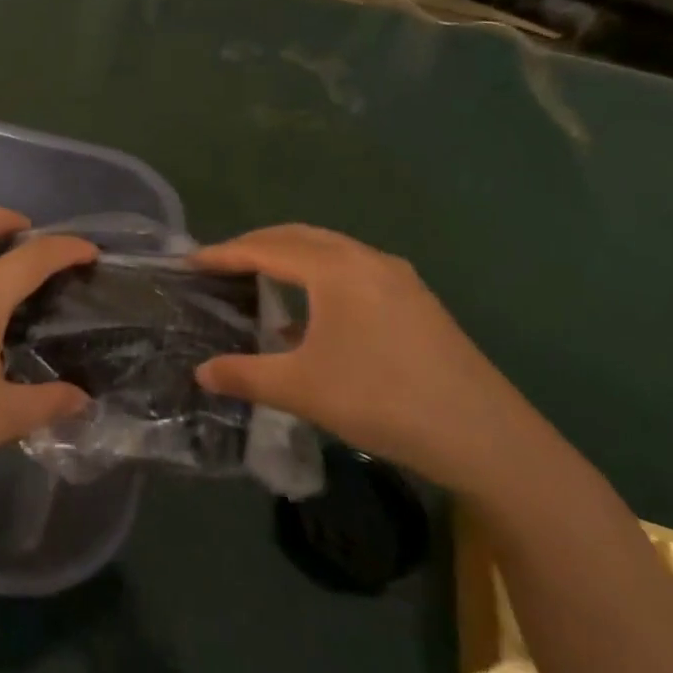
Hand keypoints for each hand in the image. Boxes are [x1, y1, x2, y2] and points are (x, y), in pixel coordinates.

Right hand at [191, 224, 556, 499]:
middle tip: (219, 265)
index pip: (266, 248)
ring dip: (289, 257)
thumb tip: (201, 372)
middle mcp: (367, 260)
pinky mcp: (415, 300)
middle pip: (298, 237)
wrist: (484, 435)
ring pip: (329, 251)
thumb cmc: (382, 400)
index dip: (224, 254)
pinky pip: (352, 270)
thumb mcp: (301, 389)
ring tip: (259, 280)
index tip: (188, 262)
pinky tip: (311, 313)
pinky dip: (318, 275)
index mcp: (336, 269)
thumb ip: (244, 375)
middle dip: (255, 245)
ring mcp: (397, 278)